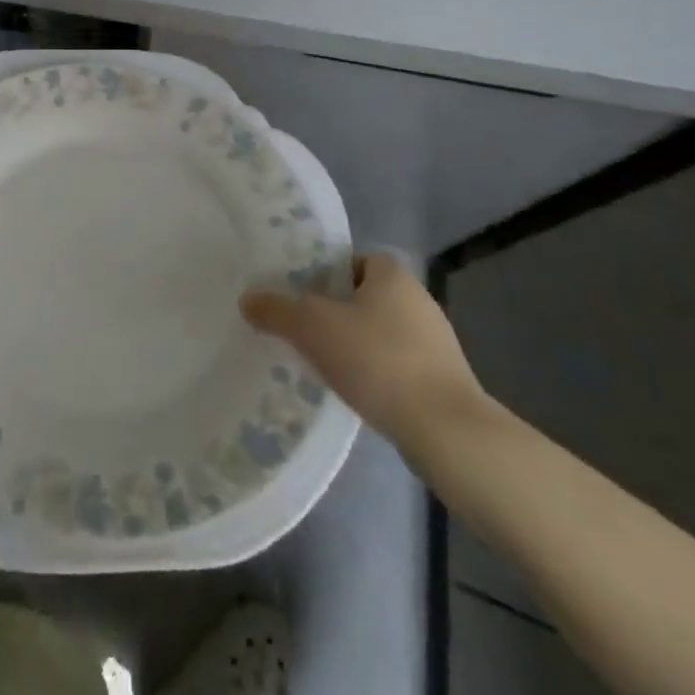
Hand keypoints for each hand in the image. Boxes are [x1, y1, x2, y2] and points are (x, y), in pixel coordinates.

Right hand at [242, 252, 486, 452]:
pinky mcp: (442, 380)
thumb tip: (247, 299)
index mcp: (392, 274)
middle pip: (362, 297)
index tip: (299, 298)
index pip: (350, 261)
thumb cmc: (379, 361)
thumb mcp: (313, 328)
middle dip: (334, 313)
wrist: (447, 432)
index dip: (323, 276)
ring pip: (379, 333)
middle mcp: (418, 299)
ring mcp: (435, 342)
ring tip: (323, 365)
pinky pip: (396, 365)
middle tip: (302, 331)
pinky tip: (356, 392)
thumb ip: (277, 310)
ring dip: (354, 346)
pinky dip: (375, 374)